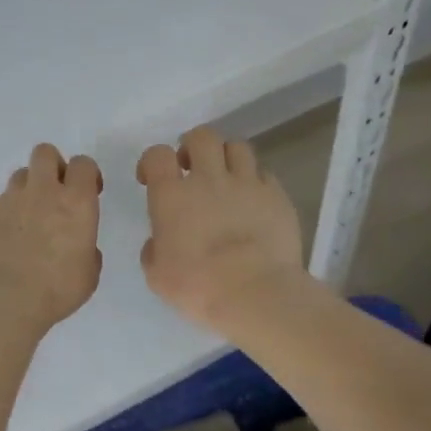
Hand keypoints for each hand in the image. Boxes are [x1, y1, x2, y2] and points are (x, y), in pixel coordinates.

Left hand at [0, 144, 103, 334]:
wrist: (5, 299)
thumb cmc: (57, 288)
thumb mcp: (88, 273)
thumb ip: (86, 250)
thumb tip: (78, 246)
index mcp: (75, 202)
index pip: (83, 164)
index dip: (86, 174)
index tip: (87, 192)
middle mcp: (41, 192)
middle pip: (45, 153)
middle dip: (52, 166)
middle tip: (54, 193)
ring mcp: (7, 200)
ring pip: (18, 177)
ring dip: (26, 192)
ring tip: (26, 223)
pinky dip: (1, 222)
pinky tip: (1, 247)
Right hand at [138, 126, 304, 334]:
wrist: (255, 294)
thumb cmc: (198, 287)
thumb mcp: (157, 275)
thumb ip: (154, 250)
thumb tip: (161, 241)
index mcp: (172, 196)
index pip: (157, 154)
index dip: (152, 161)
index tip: (152, 178)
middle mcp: (209, 179)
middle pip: (202, 136)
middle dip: (193, 147)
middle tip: (192, 169)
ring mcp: (247, 184)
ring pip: (237, 147)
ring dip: (227, 158)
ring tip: (226, 180)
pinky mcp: (277, 196)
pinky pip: (265, 175)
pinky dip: (256, 182)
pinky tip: (254, 202)